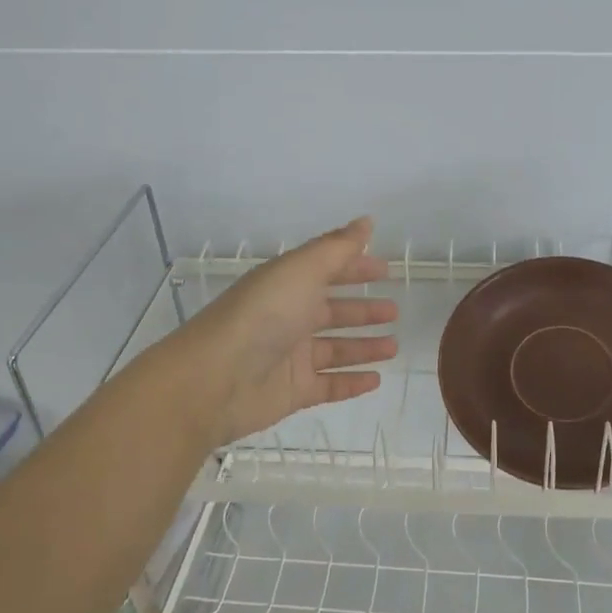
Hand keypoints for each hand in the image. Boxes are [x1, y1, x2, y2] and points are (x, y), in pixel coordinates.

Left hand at [173, 217, 398, 444]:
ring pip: (335, 350)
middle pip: (332, 312)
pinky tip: (376, 380)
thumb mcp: (302, 270)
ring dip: (364, 347)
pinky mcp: (292, 391)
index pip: (327, 271)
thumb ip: (337, 248)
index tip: (386, 270)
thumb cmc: (263, 315)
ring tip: (394, 347)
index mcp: (287, 285)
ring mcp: (290, 357)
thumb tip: (367, 221)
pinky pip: (329, 385)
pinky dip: (352, 382)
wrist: (217, 378)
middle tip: (394, 311)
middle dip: (363, 310)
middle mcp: (288, 318)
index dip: (355, 267)